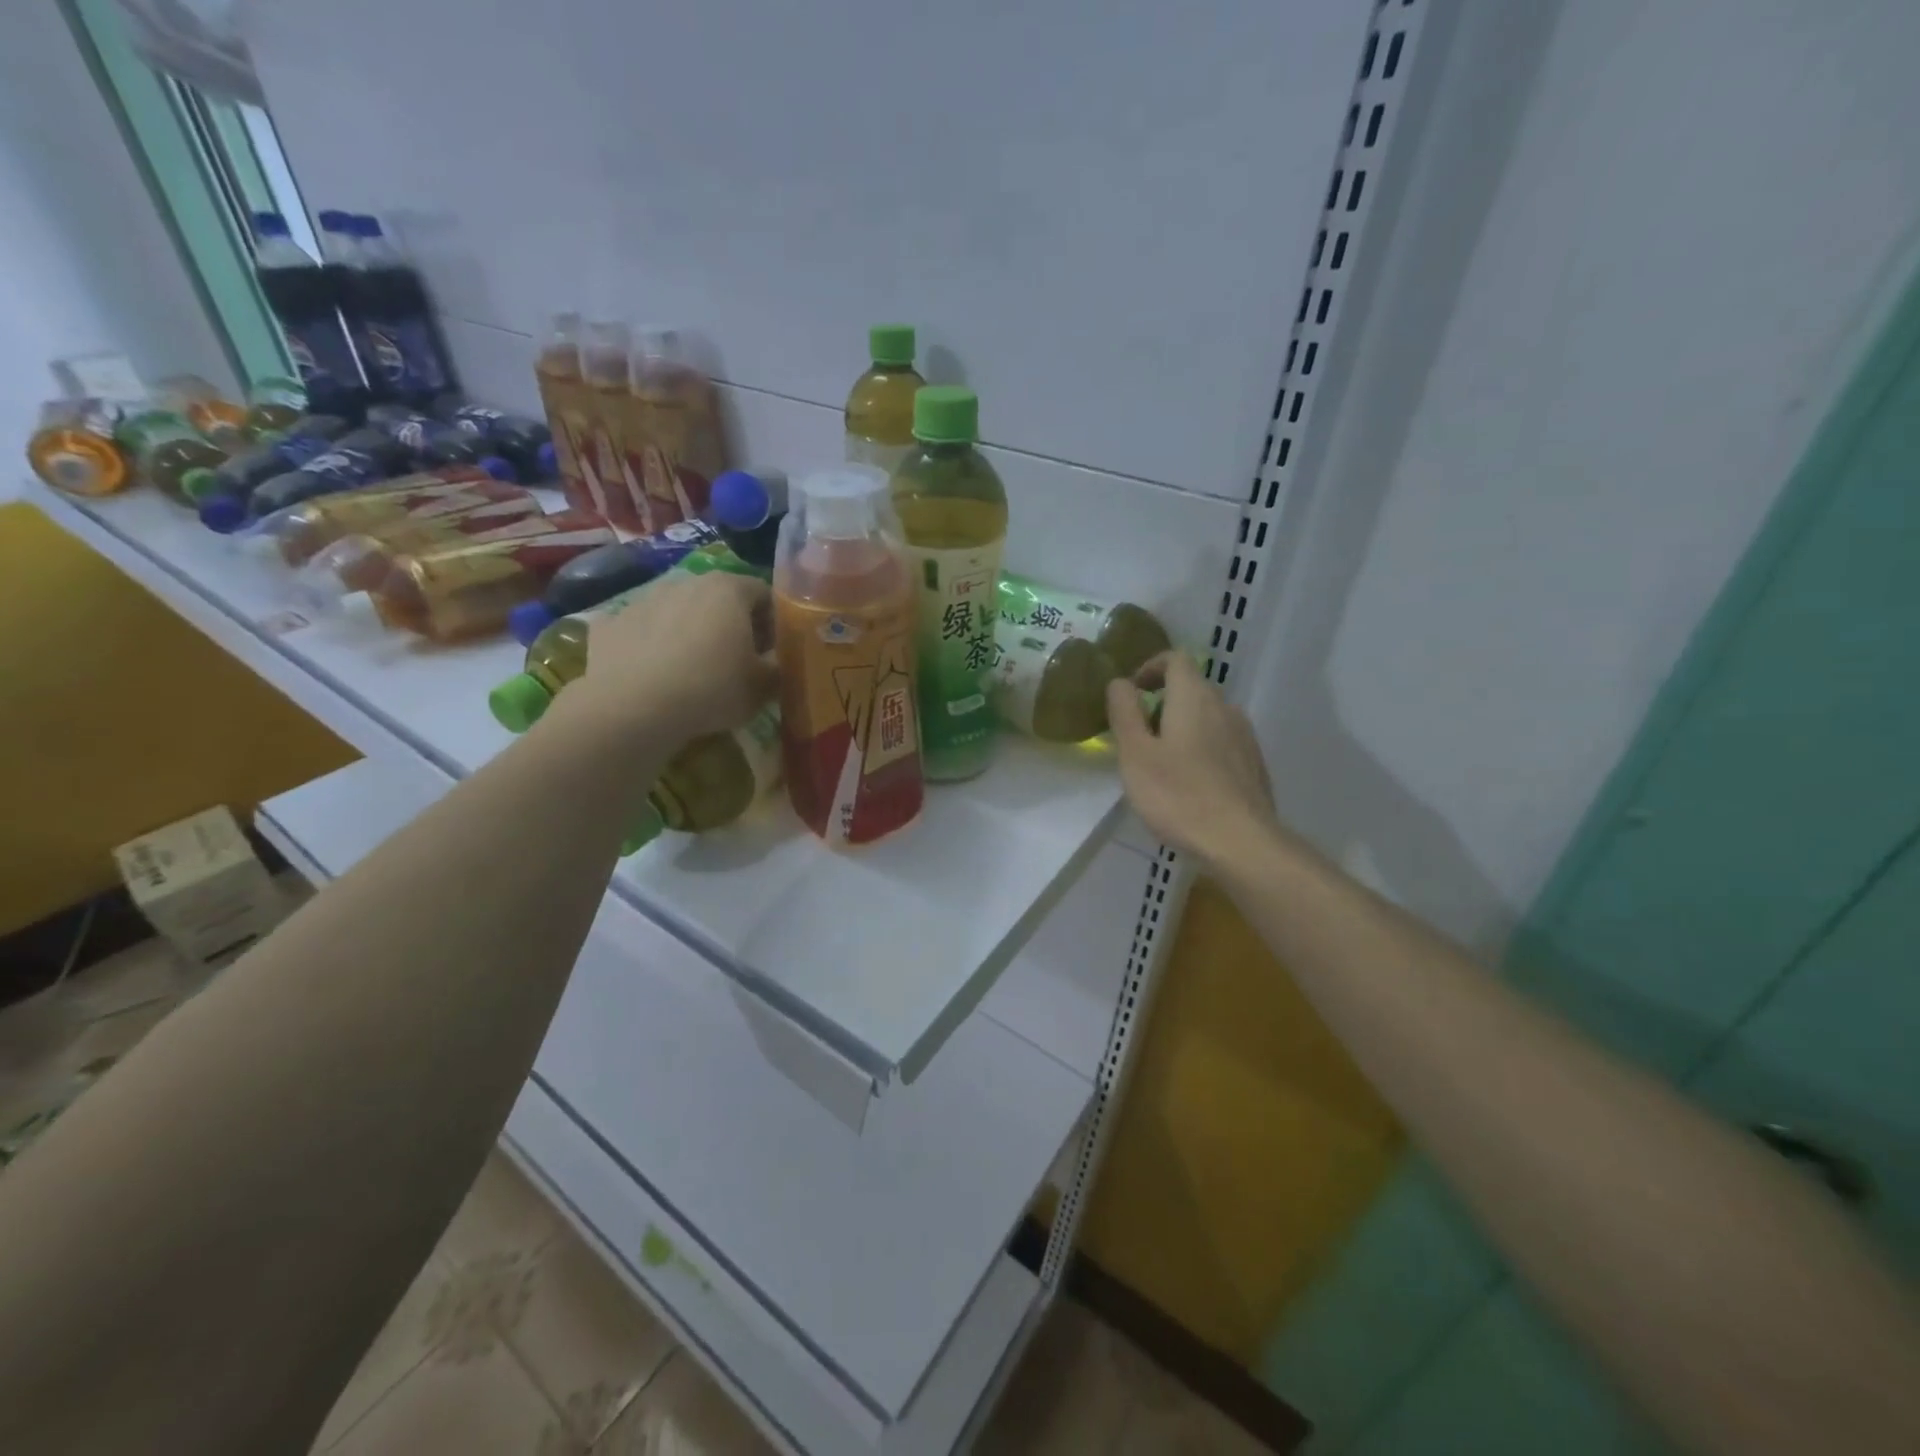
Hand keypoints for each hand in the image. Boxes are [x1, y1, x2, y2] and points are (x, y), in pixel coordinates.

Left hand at [568, 570, 777, 739]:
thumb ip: (779, 670)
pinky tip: (654, 675)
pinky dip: (652, 645)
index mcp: (729, 589)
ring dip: (691, 631)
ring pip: (679, 610)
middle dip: (732, 623)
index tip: (774, 651)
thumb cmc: (710, 689)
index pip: (764, 593)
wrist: (632, 708)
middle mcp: (686, 582)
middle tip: (738, 661)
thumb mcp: (762, 688)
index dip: (774, 622)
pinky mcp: (610, 623)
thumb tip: (781, 666)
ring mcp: (644, 599)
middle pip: (720, 597)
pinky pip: (642, 630)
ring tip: (694, 669)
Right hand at [1106, 652, 1281, 868]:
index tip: (1131, 694)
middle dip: (1162, 703)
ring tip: (1161, 765)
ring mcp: (1245, 736)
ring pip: (1207, 718)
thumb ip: (1125, 712)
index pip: (1175, 659)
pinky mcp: (1254, 765)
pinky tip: (1190, 785)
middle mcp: (1225, 707)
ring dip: (1182, 729)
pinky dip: (1201, 750)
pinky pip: (1222, 743)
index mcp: (1194, 698)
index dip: (1150, 668)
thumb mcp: (1135, 754)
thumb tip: (1120, 682)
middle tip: (1137, 738)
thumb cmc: (1178, 795)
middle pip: (1191, 688)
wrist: (1241, 842)